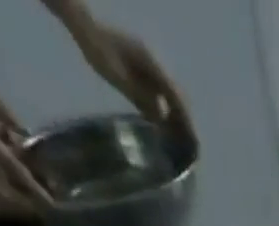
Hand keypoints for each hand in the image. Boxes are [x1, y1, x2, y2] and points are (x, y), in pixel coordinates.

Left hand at [68, 20, 188, 129]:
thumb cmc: (98, 51)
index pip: (175, 97)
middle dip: (185, 121)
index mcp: (151, 65)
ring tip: (180, 139)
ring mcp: (148, 67)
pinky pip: (158, 93)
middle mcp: (154, 65)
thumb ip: (140, 96)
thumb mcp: (118, 76)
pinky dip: (164, 110)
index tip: (194, 141)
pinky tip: (162, 124)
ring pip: (169, 96)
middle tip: (191, 146)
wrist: (84, 28)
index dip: (186, 120)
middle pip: (177, 97)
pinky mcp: (141, 70)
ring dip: (176, 117)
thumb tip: (162, 117)